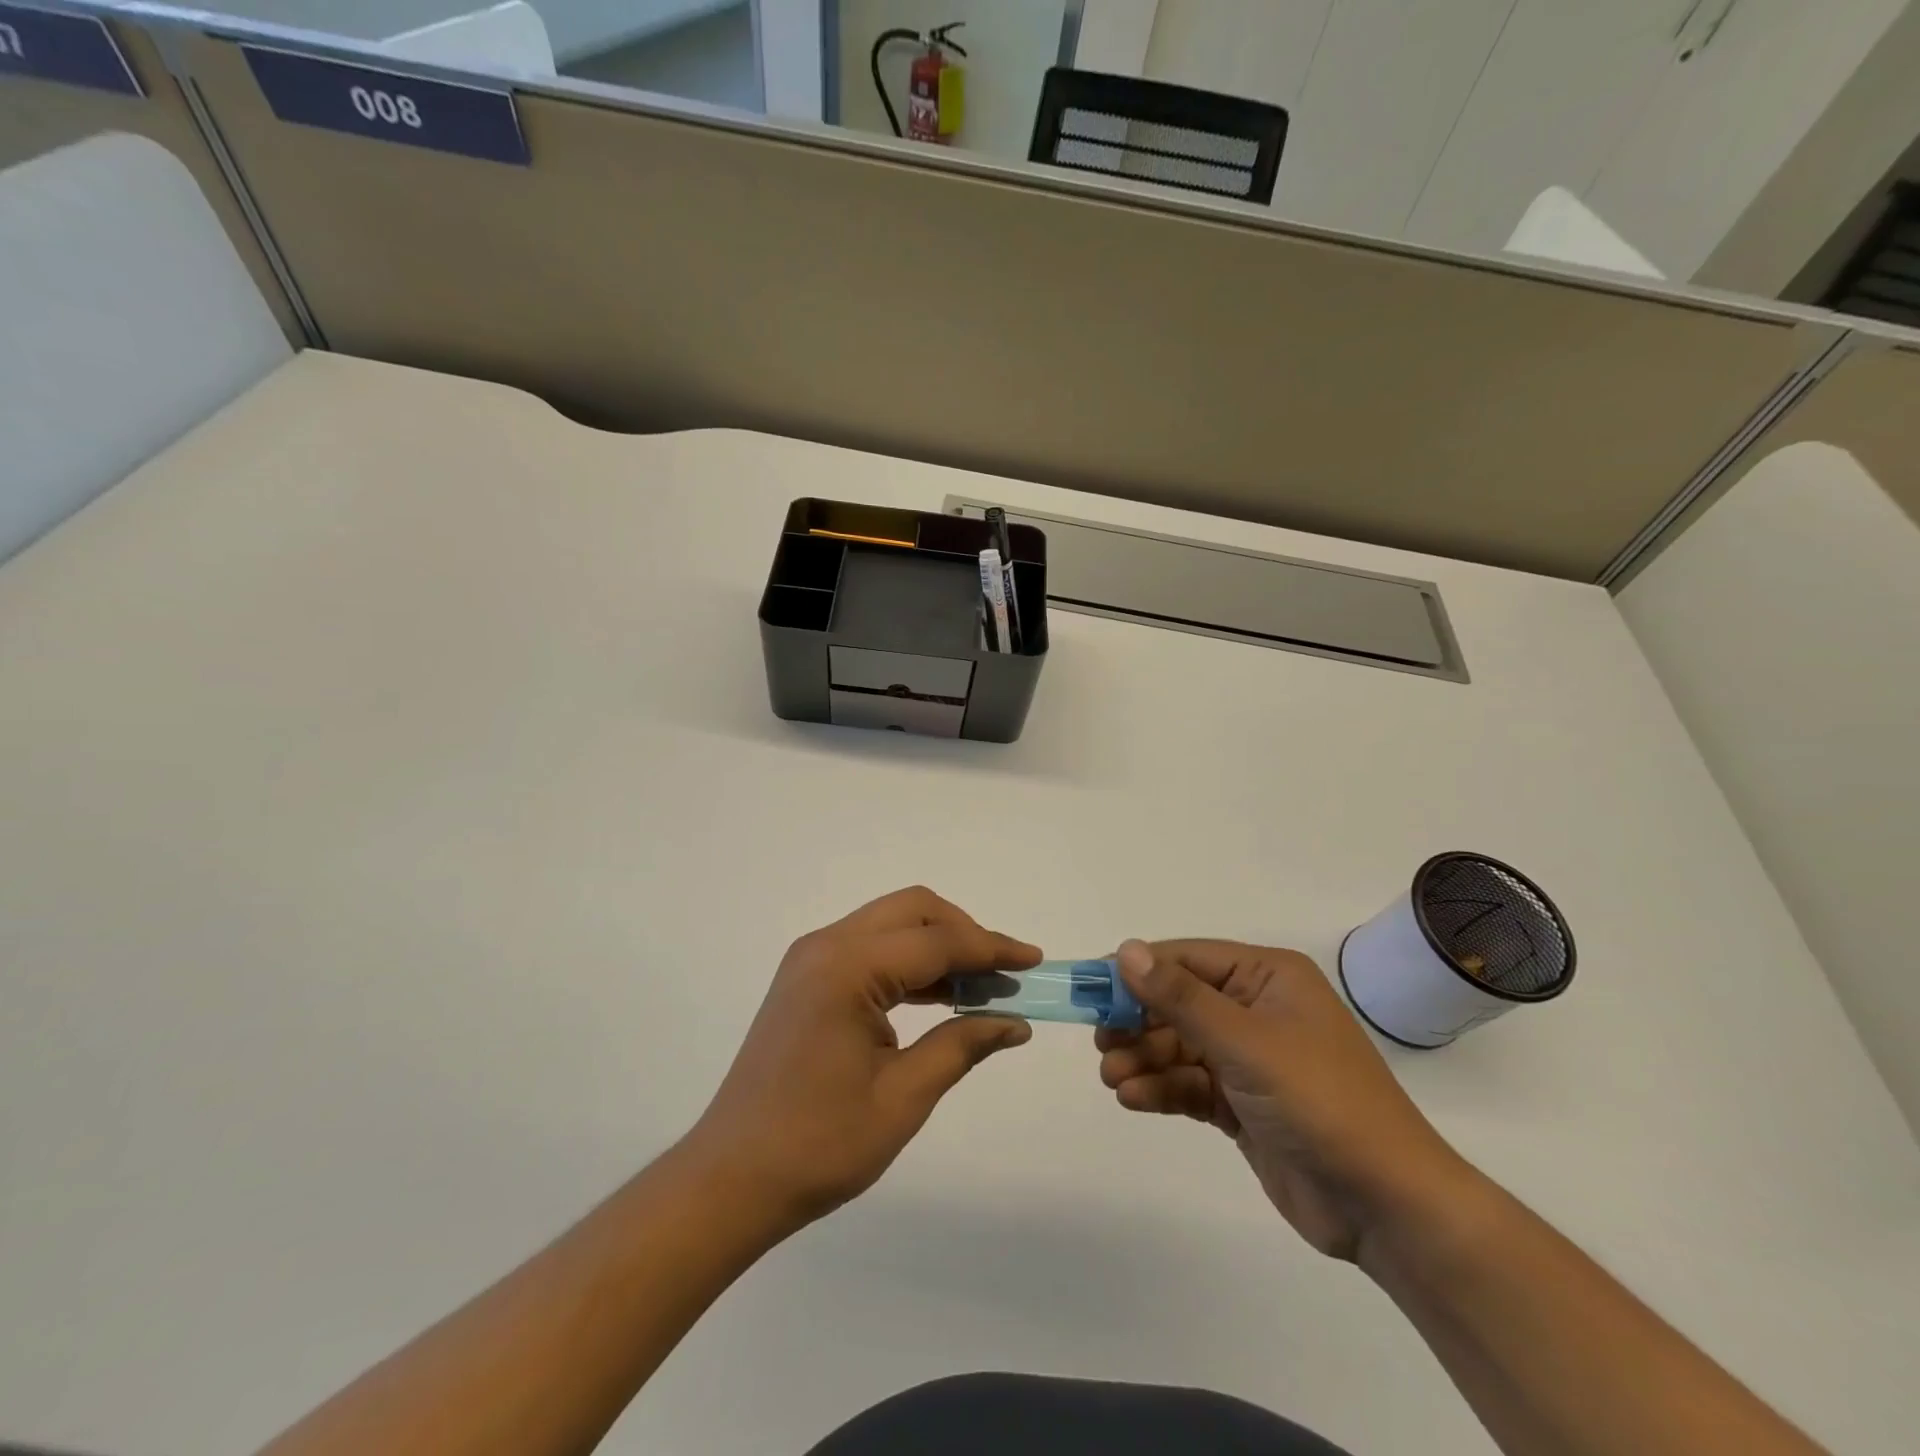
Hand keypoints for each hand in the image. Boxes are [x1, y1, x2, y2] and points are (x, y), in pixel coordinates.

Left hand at [687, 887, 1039, 1231]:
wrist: (731, 1179)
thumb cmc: (818, 1144)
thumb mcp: (903, 1097)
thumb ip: (962, 1045)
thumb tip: (1014, 1022)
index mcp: (847, 968)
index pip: (937, 941)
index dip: (991, 949)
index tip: (1033, 961)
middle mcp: (826, 946)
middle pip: (913, 911)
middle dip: (965, 934)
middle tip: (1004, 974)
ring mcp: (811, 959)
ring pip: (891, 924)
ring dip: (938, 946)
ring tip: (981, 988)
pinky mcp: (807, 978)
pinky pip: (870, 949)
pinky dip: (909, 963)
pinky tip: (939, 997)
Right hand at [1096, 939, 1472, 1261]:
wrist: (1386, 1205)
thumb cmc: (1319, 1100)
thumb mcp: (1245, 1042)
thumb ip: (1180, 997)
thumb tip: (1127, 949)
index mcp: (1267, 978)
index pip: (1187, 959)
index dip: (1137, 971)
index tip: (1090, 987)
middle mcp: (1256, 1009)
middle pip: (1178, 1003)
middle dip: (1137, 1023)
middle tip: (1100, 1043)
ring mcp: (1250, 1059)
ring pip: (1179, 1045)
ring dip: (1143, 1059)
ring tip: (1111, 1078)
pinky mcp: (1243, 1103)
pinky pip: (1190, 1083)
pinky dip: (1161, 1089)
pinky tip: (1132, 1098)